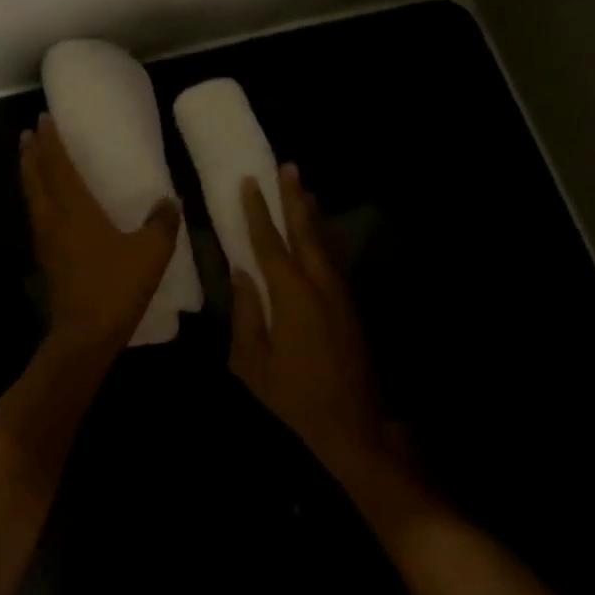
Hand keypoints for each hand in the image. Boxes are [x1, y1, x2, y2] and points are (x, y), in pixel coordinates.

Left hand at [20, 116, 181, 356]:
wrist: (85, 335)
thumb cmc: (116, 287)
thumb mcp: (151, 253)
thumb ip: (162, 223)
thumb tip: (169, 202)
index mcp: (75, 209)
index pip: (57, 165)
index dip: (51, 142)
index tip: (43, 120)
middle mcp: (53, 218)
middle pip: (35, 177)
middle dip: (32, 153)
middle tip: (30, 133)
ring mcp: (45, 240)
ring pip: (32, 196)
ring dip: (29, 173)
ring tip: (30, 158)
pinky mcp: (46, 258)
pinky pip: (37, 215)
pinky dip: (36, 197)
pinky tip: (45, 203)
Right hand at [230, 165, 390, 478]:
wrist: (354, 427)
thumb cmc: (294, 398)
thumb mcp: (253, 362)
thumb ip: (245, 313)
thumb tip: (241, 273)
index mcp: (292, 296)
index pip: (270, 244)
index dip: (258, 212)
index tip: (249, 182)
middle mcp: (320, 285)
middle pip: (305, 232)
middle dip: (294, 199)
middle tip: (288, 167)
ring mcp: (340, 294)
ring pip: (324, 242)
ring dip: (312, 214)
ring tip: (304, 187)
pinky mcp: (351, 306)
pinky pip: (334, 259)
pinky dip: (324, 238)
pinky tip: (320, 232)